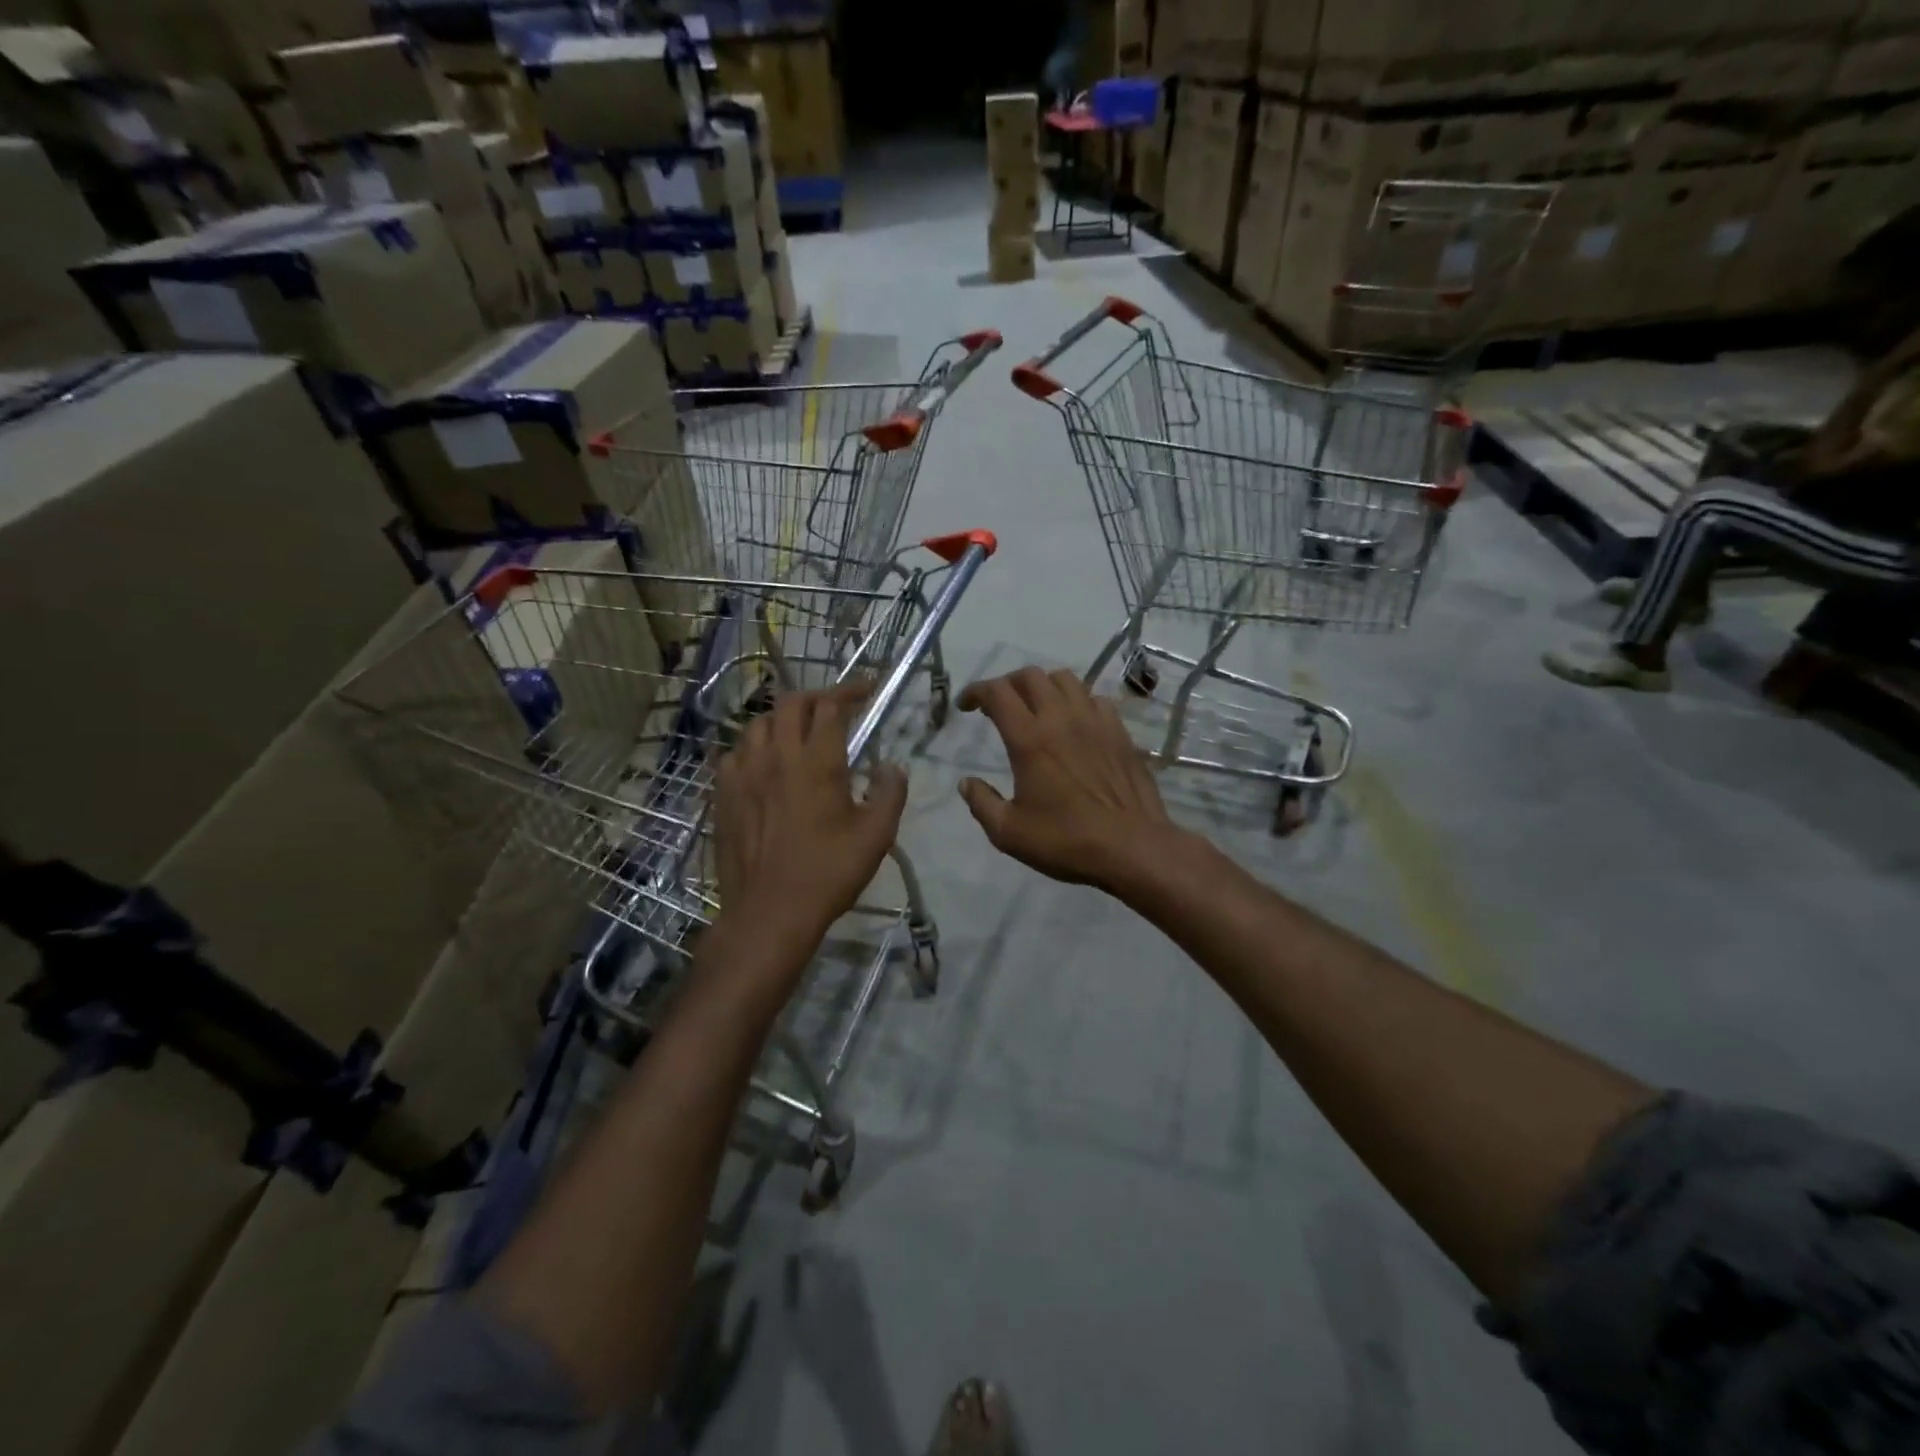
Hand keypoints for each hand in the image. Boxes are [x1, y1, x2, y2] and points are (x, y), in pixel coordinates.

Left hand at [713, 681, 908, 948]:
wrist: (770, 912)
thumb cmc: (828, 872)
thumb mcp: (876, 835)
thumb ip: (890, 793)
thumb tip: (892, 767)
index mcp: (817, 762)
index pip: (831, 707)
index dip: (851, 691)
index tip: (867, 690)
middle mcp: (776, 757)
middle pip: (790, 704)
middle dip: (816, 697)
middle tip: (835, 708)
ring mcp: (743, 774)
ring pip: (758, 725)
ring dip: (782, 719)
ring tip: (798, 733)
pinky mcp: (723, 795)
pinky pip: (734, 754)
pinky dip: (753, 748)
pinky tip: (763, 765)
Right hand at [958, 667, 1185, 891]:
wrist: (1132, 847)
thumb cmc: (1066, 841)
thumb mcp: (1009, 832)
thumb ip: (982, 803)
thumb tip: (966, 782)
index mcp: (1029, 739)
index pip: (997, 692)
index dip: (975, 691)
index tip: (965, 705)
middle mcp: (1061, 718)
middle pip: (1030, 676)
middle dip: (1007, 683)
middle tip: (998, 706)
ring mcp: (1095, 721)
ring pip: (1065, 679)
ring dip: (1043, 686)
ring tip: (1036, 707)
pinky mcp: (1119, 731)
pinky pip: (1095, 698)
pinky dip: (1077, 701)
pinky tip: (1075, 722)